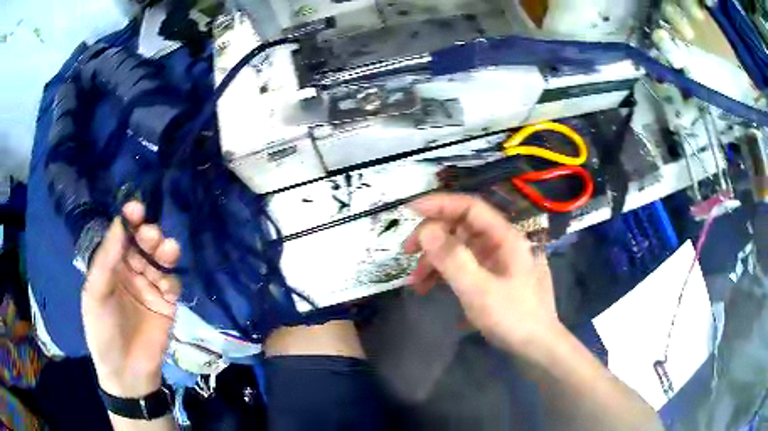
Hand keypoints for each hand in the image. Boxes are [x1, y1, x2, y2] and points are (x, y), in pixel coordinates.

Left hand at [82, 202, 180, 396]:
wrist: (125, 371)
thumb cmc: (103, 331)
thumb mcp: (96, 294)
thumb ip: (106, 259)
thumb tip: (119, 222)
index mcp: (111, 267)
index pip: (121, 237)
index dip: (128, 221)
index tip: (136, 209)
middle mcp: (131, 272)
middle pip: (143, 245)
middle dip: (148, 235)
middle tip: (150, 234)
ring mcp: (149, 288)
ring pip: (159, 261)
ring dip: (164, 252)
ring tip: (167, 249)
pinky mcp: (166, 304)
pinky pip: (172, 284)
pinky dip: (171, 280)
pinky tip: (167, 286)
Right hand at [404, 194, 559, 353]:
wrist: (538, 347)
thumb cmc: (513, 317)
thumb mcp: (479, 291)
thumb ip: (453, 259)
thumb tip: (426, 230)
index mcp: (504, 237)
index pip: (469, 207)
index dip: (439, 204)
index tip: (409, 211)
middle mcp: (501, 243)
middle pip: (462, 227)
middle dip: (432, 237)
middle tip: (407, 252)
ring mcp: (498, 261)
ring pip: (461, 249)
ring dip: (436, 260)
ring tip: (416, 283)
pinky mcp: (493, 277)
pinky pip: (465, 267)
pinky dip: (446, 274)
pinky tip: (432, 290)